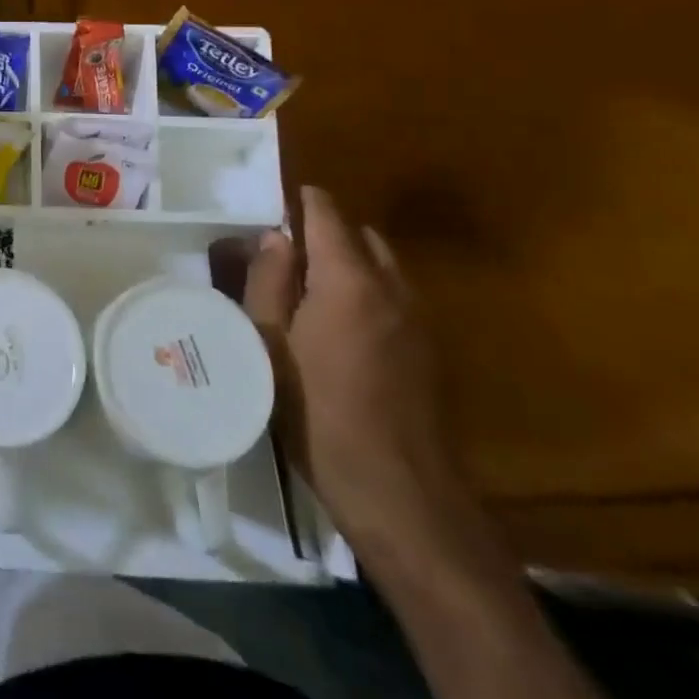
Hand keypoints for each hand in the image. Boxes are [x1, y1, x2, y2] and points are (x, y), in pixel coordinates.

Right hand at [245, 185, 472, 558]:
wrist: (402, 497)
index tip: (271, 205)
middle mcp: (392, 288)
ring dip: (349, 263)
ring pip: (382, 267)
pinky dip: (368, 293)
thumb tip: (276, 237)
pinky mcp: (430, 353)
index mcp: (348, 279)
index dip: (299, 201)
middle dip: (325, 233)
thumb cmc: (318, 413)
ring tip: (307, 290)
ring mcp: (418, 322)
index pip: (327, 213)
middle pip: (360, 236)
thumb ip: (270, 281)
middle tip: (282, 255)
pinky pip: (395, 298)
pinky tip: (339, 329)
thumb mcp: (269, 343)